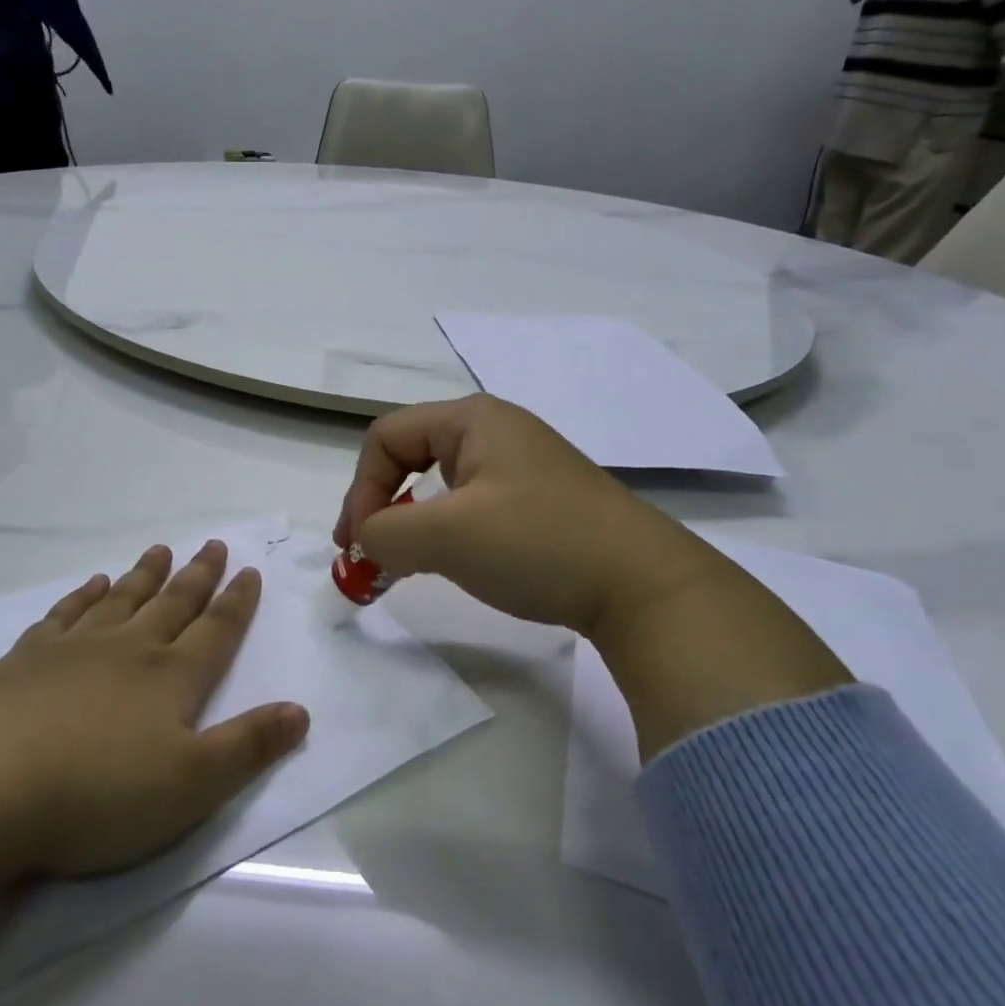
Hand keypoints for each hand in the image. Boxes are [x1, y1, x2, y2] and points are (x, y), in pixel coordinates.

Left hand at [0, 540, 309, 878]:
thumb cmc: (98, 792)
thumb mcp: (191, 785)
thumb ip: (249, 746)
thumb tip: (301, 711)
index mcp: (171, 678)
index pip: (216, 631)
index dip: (237, 603)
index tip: (249, 570)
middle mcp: (129, 650)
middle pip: (172, 604)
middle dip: (198, 576)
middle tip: (213, 544)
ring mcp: (75, 648)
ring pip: (122, 600)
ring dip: (145, 575)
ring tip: (160, 549)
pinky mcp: (26, 659)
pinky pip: (65, 615)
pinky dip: (82, 596)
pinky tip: (90, 584)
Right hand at [334, 394, 710, 639]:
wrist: (647, 586)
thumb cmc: (539, 543)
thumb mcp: (447, 536)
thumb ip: (384, 533)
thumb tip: (365, 543)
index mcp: (471, 419)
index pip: (386, 437)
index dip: (361, 488)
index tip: (357, 544)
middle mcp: (494, 430)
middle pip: (409, 454)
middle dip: (379, 503)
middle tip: (365, 554)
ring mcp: (521, 465)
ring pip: (439, 483)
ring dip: (409, 521)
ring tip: (400, 562)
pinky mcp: (538, 500)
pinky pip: (470, 503)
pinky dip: (443, 530)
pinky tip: (449, 559)